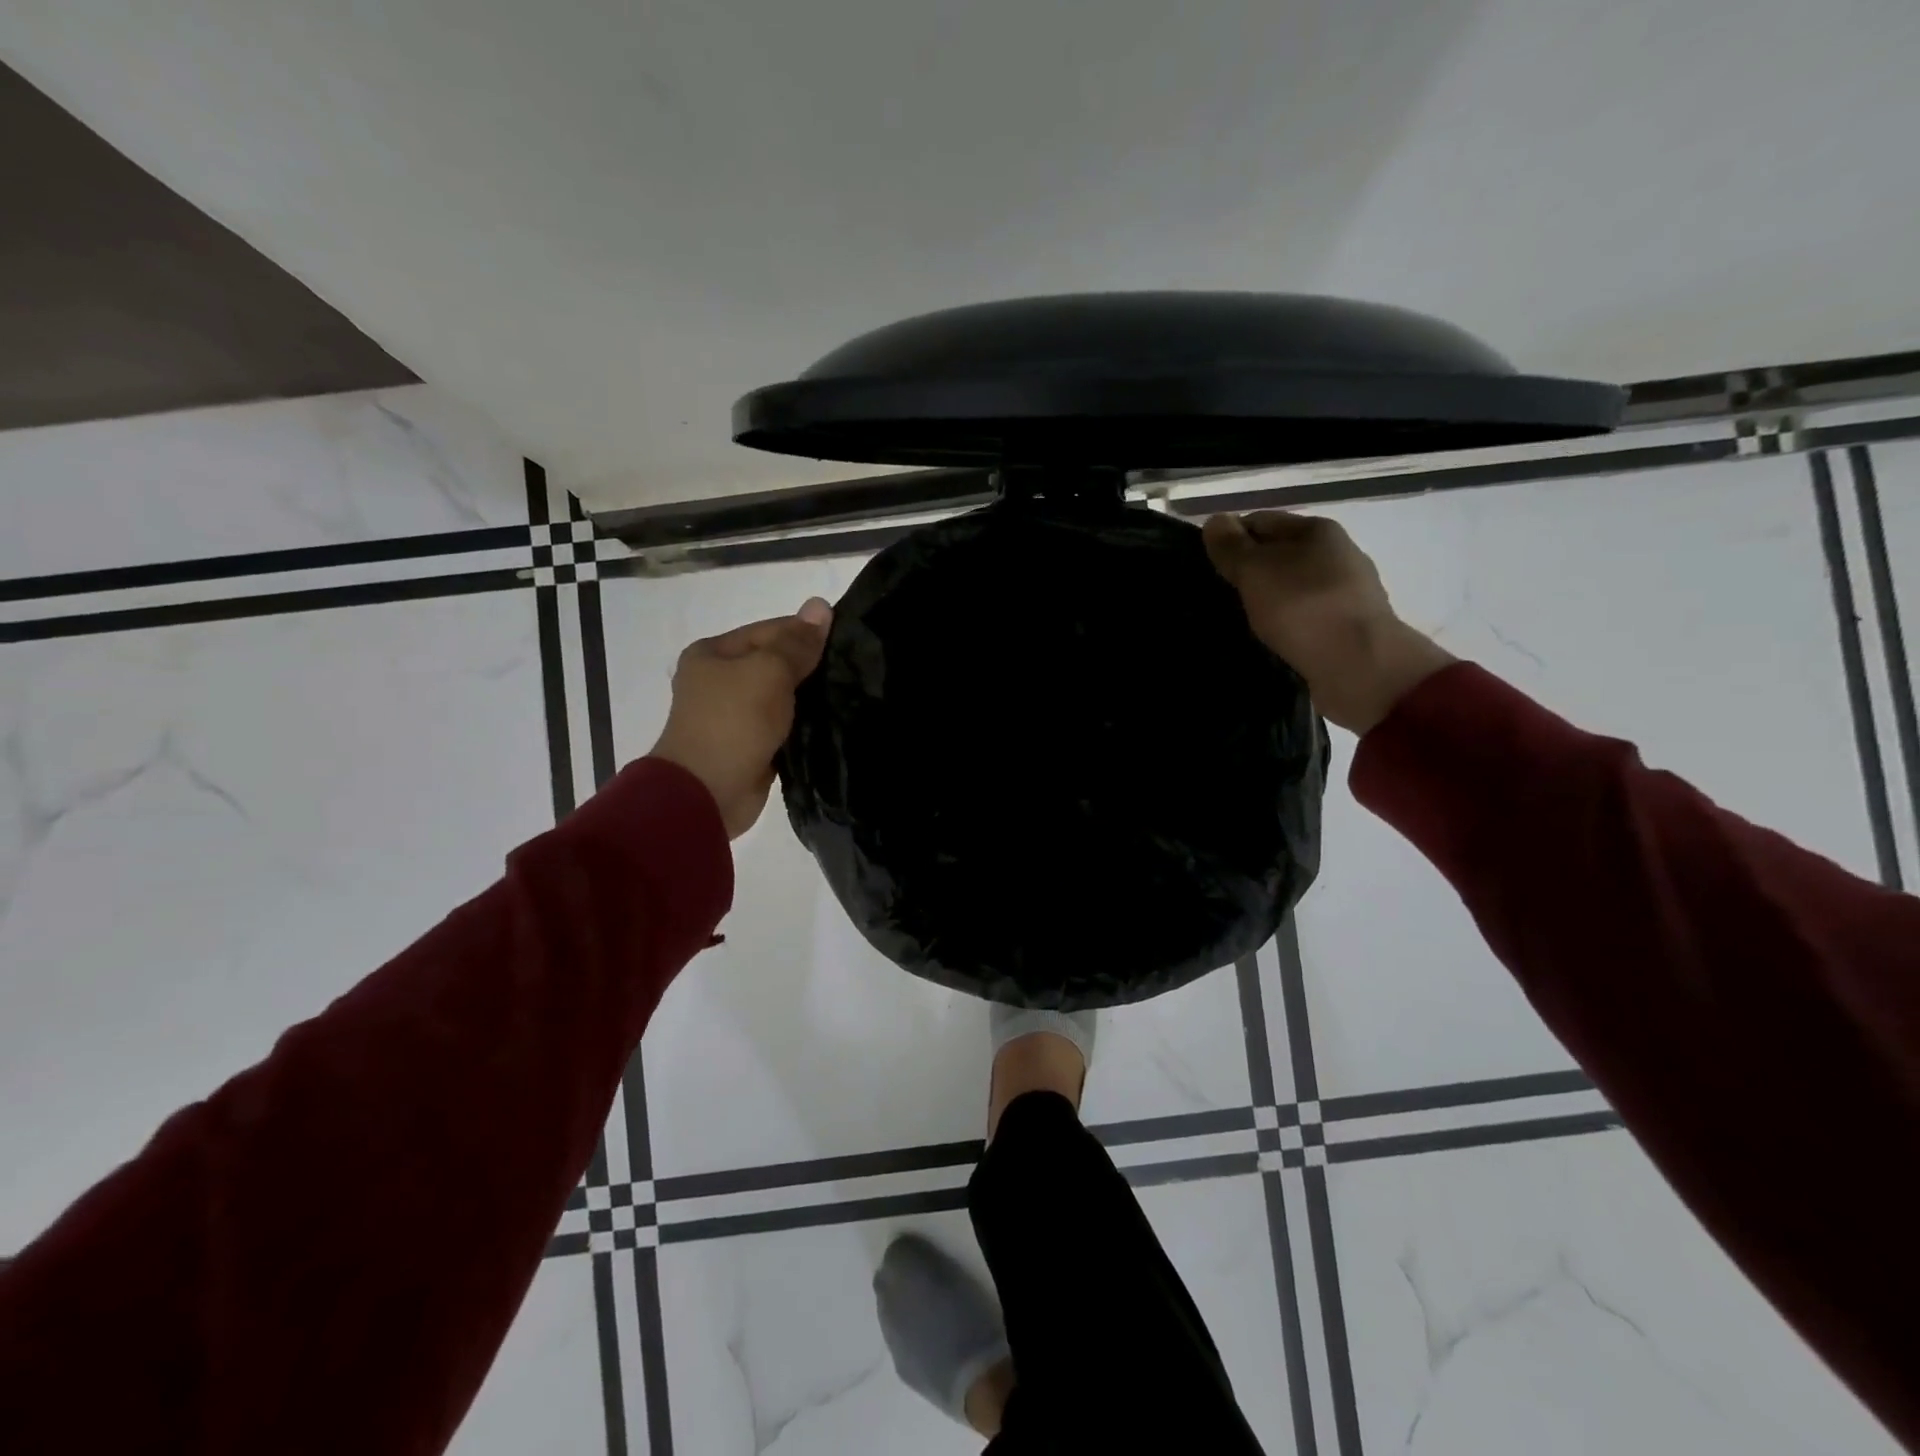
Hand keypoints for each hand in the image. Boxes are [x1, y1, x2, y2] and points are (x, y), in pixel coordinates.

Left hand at [648, 598, 832, 837]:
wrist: (708, 792)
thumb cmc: (734, 721)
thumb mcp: (768, 671)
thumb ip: (797, 642)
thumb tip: (820, 604)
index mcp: (713, 653)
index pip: (770, 630)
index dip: (806, 633)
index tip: (846, 640)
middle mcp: (718, 681)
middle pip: (774, 664)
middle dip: (809, 667)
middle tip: (853, 669)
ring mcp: (733, 716)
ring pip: (781, 697)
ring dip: (809, 698)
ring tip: (850, 694)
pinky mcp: (750, 746)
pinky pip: (783, 727)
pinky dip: (803, 725)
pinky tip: (833, 722)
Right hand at [1202, 511, 1454, 733]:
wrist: (1360, 666)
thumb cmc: (1303, 608)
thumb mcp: (1255, 571)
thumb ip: (1231, 546)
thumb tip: (1215, 521)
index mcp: (1318, 530)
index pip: (1260, 522)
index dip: (1230, 539)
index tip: (1207, 566)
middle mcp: (1337, 554)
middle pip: (1279, 554)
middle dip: (1249, 572)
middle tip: (1219, 596)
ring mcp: (1347, 592)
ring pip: (1292, 587)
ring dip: (1267, 600)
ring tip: (1241, 621)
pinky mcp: (1348, 627)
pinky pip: (1305, 617)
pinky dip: (1285, 624)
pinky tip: (1270, 640)